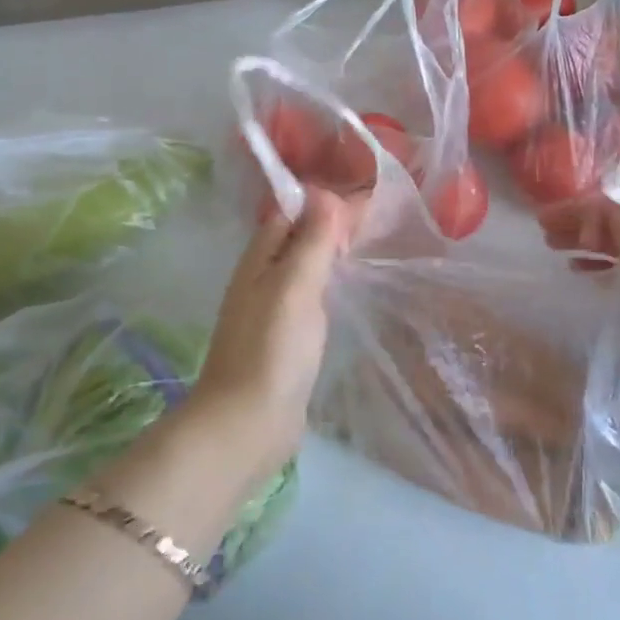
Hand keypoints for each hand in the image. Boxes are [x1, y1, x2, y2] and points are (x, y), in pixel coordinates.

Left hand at [189, 188, 360, 483]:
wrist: (247, 424)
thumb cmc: (272, 348)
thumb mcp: (295, 285)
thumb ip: (311, 241)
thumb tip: (325, 194)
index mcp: (258, 260)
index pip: (288, 214)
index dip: (320, 204)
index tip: (360, 200)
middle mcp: (260, 280)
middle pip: (294, 241)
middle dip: (326, 229)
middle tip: (372, 224)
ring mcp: (270, 313)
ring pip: (301, 272)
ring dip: (326, 259)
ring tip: (365, 251)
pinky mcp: (283, 343)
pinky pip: (306, 302)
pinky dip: (325, 290)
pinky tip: (344, 295)